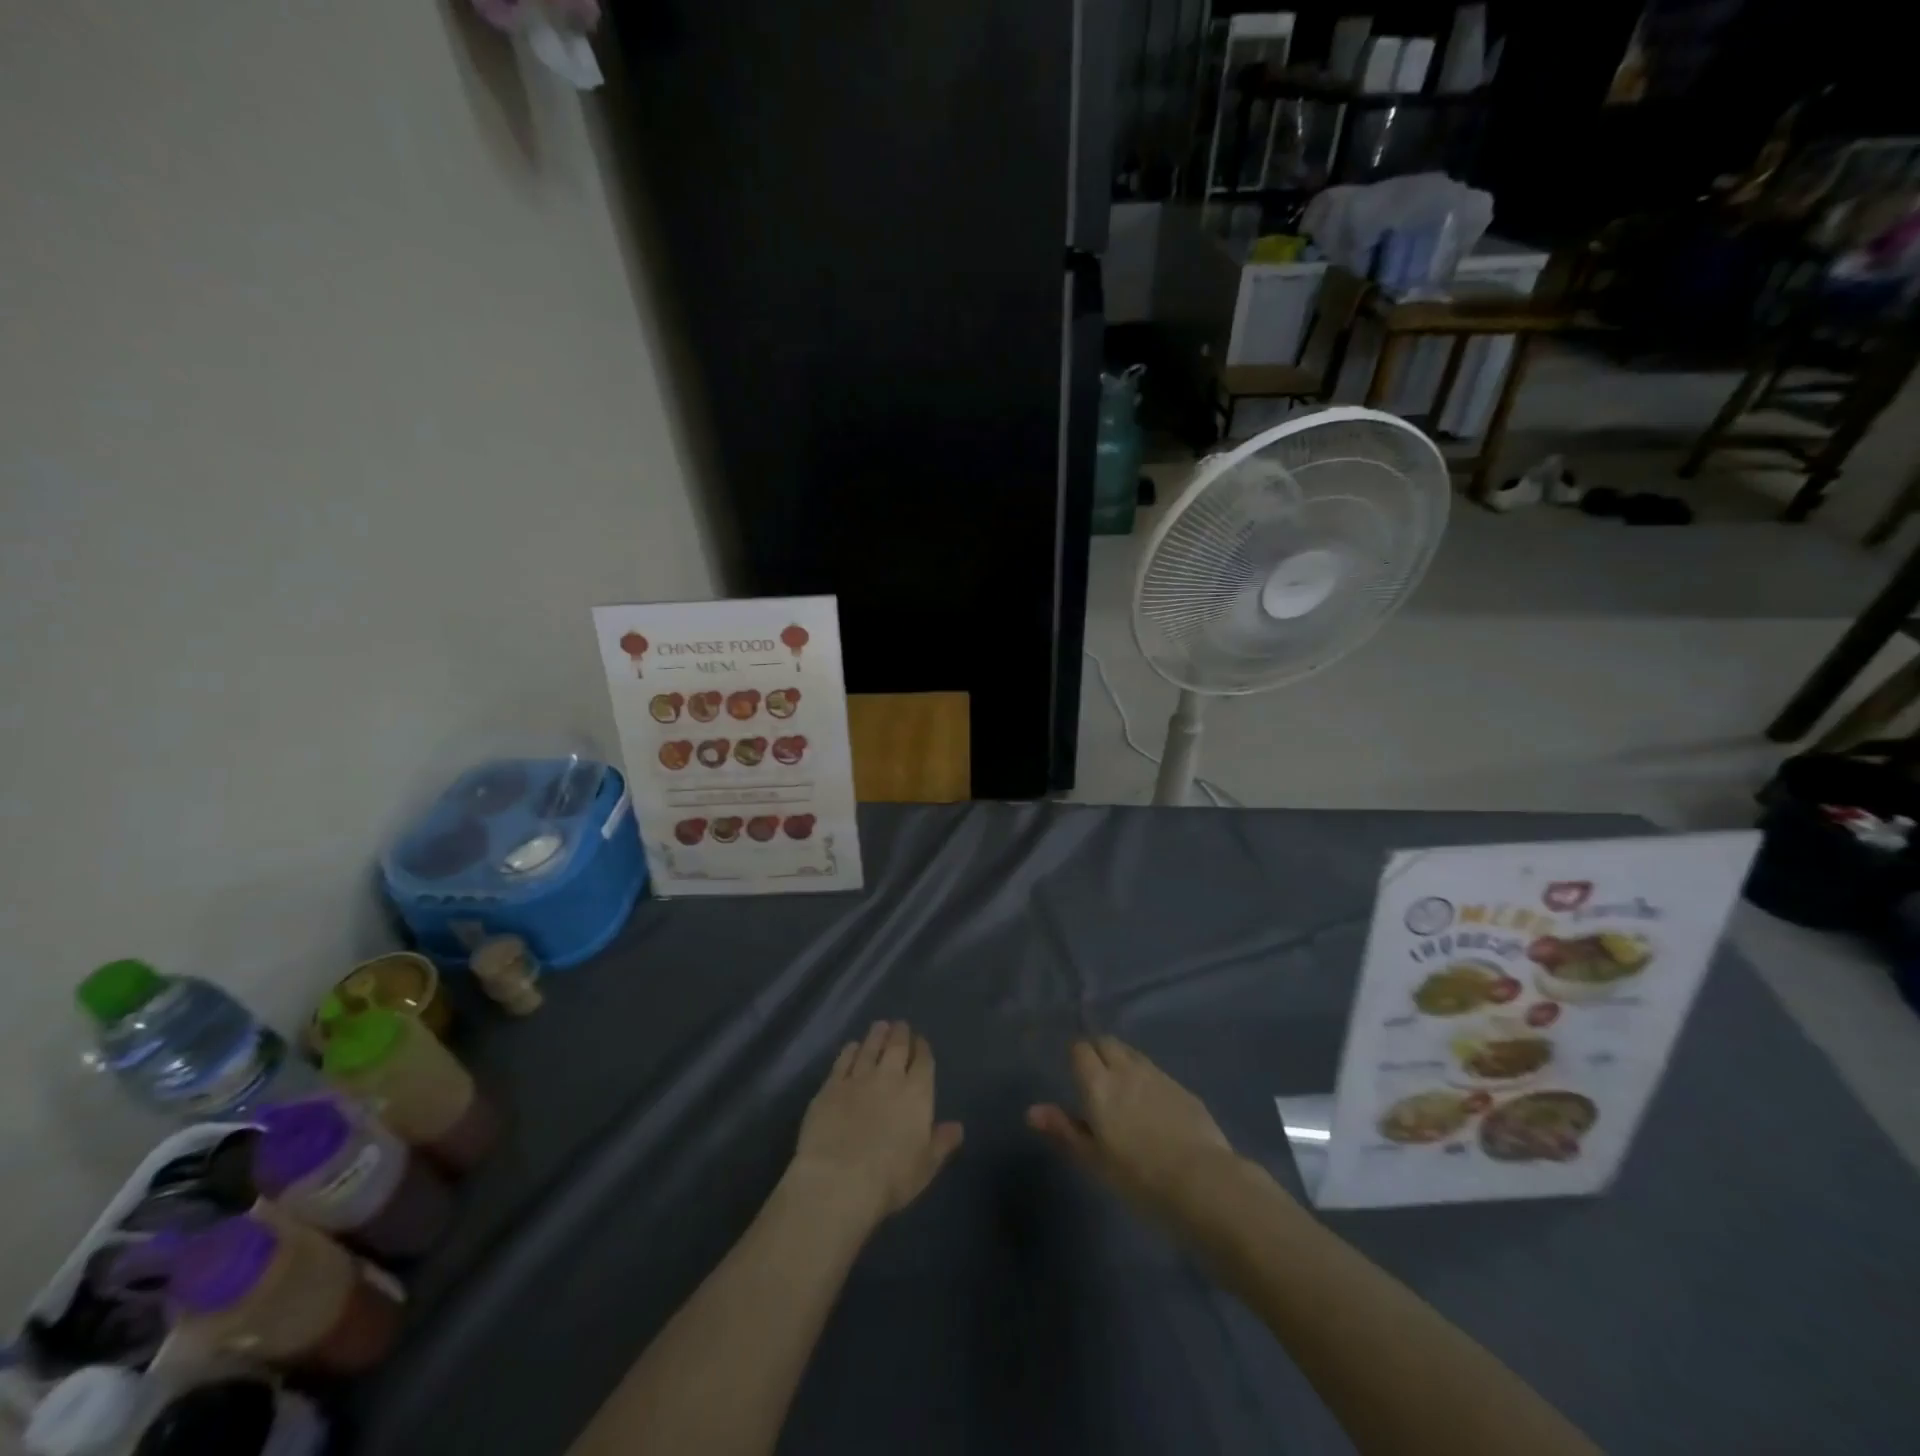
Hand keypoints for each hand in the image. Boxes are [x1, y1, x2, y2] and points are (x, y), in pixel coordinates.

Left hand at [788, 1020, 963, 1232]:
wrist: (838, 1180)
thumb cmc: (890, 1178)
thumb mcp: (925, 1166)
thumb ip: (942, 1142)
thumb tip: (958, 1127)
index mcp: (917, 1093)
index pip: (923, 1062)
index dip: (923, 1049)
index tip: (921, 1041)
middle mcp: (889, 1077)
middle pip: (897, 1047)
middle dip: (900, 1034)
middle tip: (900, 1025)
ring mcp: (857, 1078)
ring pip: (870, 1048)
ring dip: (876, 1035)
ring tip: (880, 1026)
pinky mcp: (830, 1086)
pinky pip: (843, 1061)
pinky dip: (850, 1050)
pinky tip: (852, 1046)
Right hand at [1028, 1037, 1238, 1229]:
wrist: (1202, 1182)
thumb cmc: (1138, 1177)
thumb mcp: (1094, 1160)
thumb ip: (1064, 1130)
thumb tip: (1032, 1111)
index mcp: (1098, 1083)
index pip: (1080, 1049)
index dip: (1076, 1058)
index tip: (1075, 1076)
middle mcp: (1126, 1069)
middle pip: (1107, 1042)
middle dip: (1099, 1052)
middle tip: (1097, 1081)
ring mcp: (1158, 1075)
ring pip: (1132, 1054)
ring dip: (1123, 1063)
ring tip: (1124, 1093)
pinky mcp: (1182, 1088)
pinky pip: (1156, 1072)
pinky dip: (1148, 1080)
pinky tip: (1153, 1108)